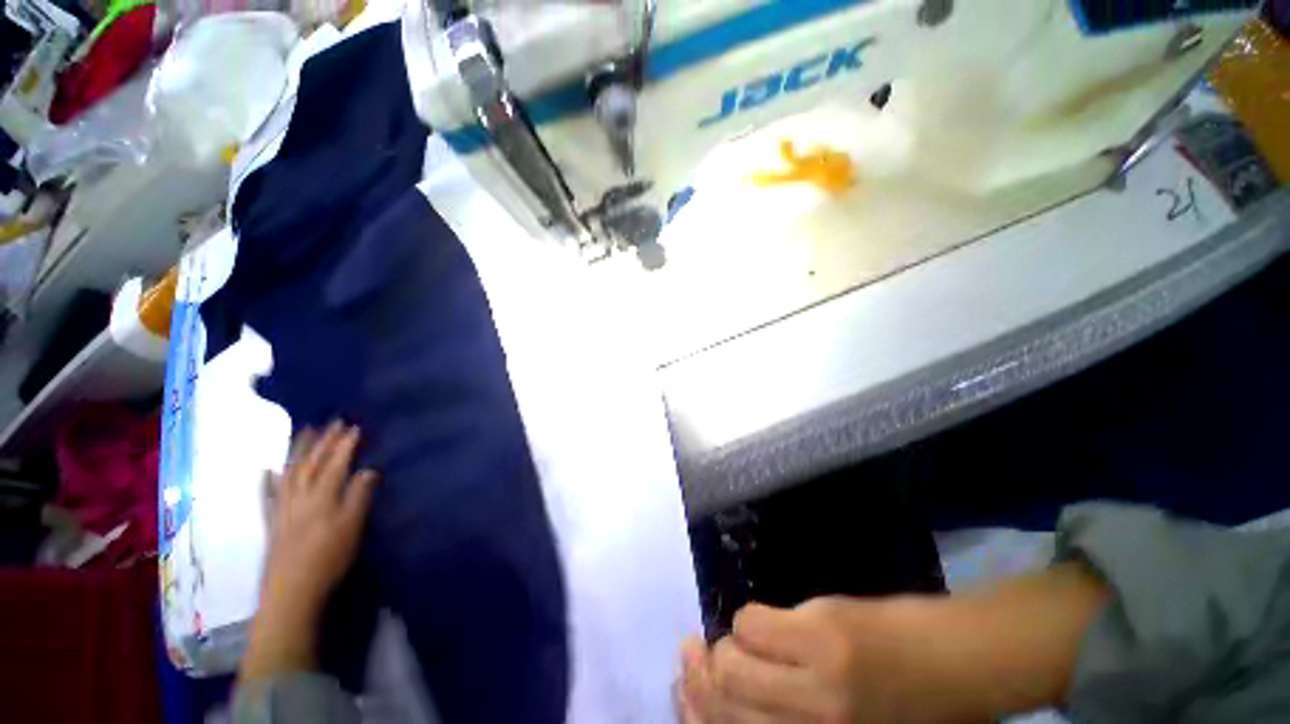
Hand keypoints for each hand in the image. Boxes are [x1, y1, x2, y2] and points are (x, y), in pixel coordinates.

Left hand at [239, 422, 378, 685]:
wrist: (293, 584)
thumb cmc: (327, 561)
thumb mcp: (351, 531)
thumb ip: (358, 499)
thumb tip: (369, 471)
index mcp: (323, 495)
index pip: (336, 463)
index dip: (345, 445)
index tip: (354, 428)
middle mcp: (301, 492)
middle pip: (313, 461)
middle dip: (325, 441)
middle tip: (334, 422)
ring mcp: (283, 504)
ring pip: (291, 470)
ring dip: (299, 449)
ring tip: (306, 431)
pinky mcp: (272, 519)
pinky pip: (268, 493)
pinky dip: (268, 480)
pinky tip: (268, 470)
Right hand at [679, 565, 1106, 722]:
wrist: (979, 658)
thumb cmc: (923, 706)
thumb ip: (792, 720)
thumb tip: (736, 702)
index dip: (693, 710)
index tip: (685, 689)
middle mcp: (805, 722)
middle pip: (720, 697)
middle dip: (702, 676)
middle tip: (700, 655)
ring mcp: (816, 675)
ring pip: (731, 659)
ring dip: (726, 647)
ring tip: (741, 639)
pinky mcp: (830, 629)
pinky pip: (757, 621)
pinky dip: (753, 621)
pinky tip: (774, 623)